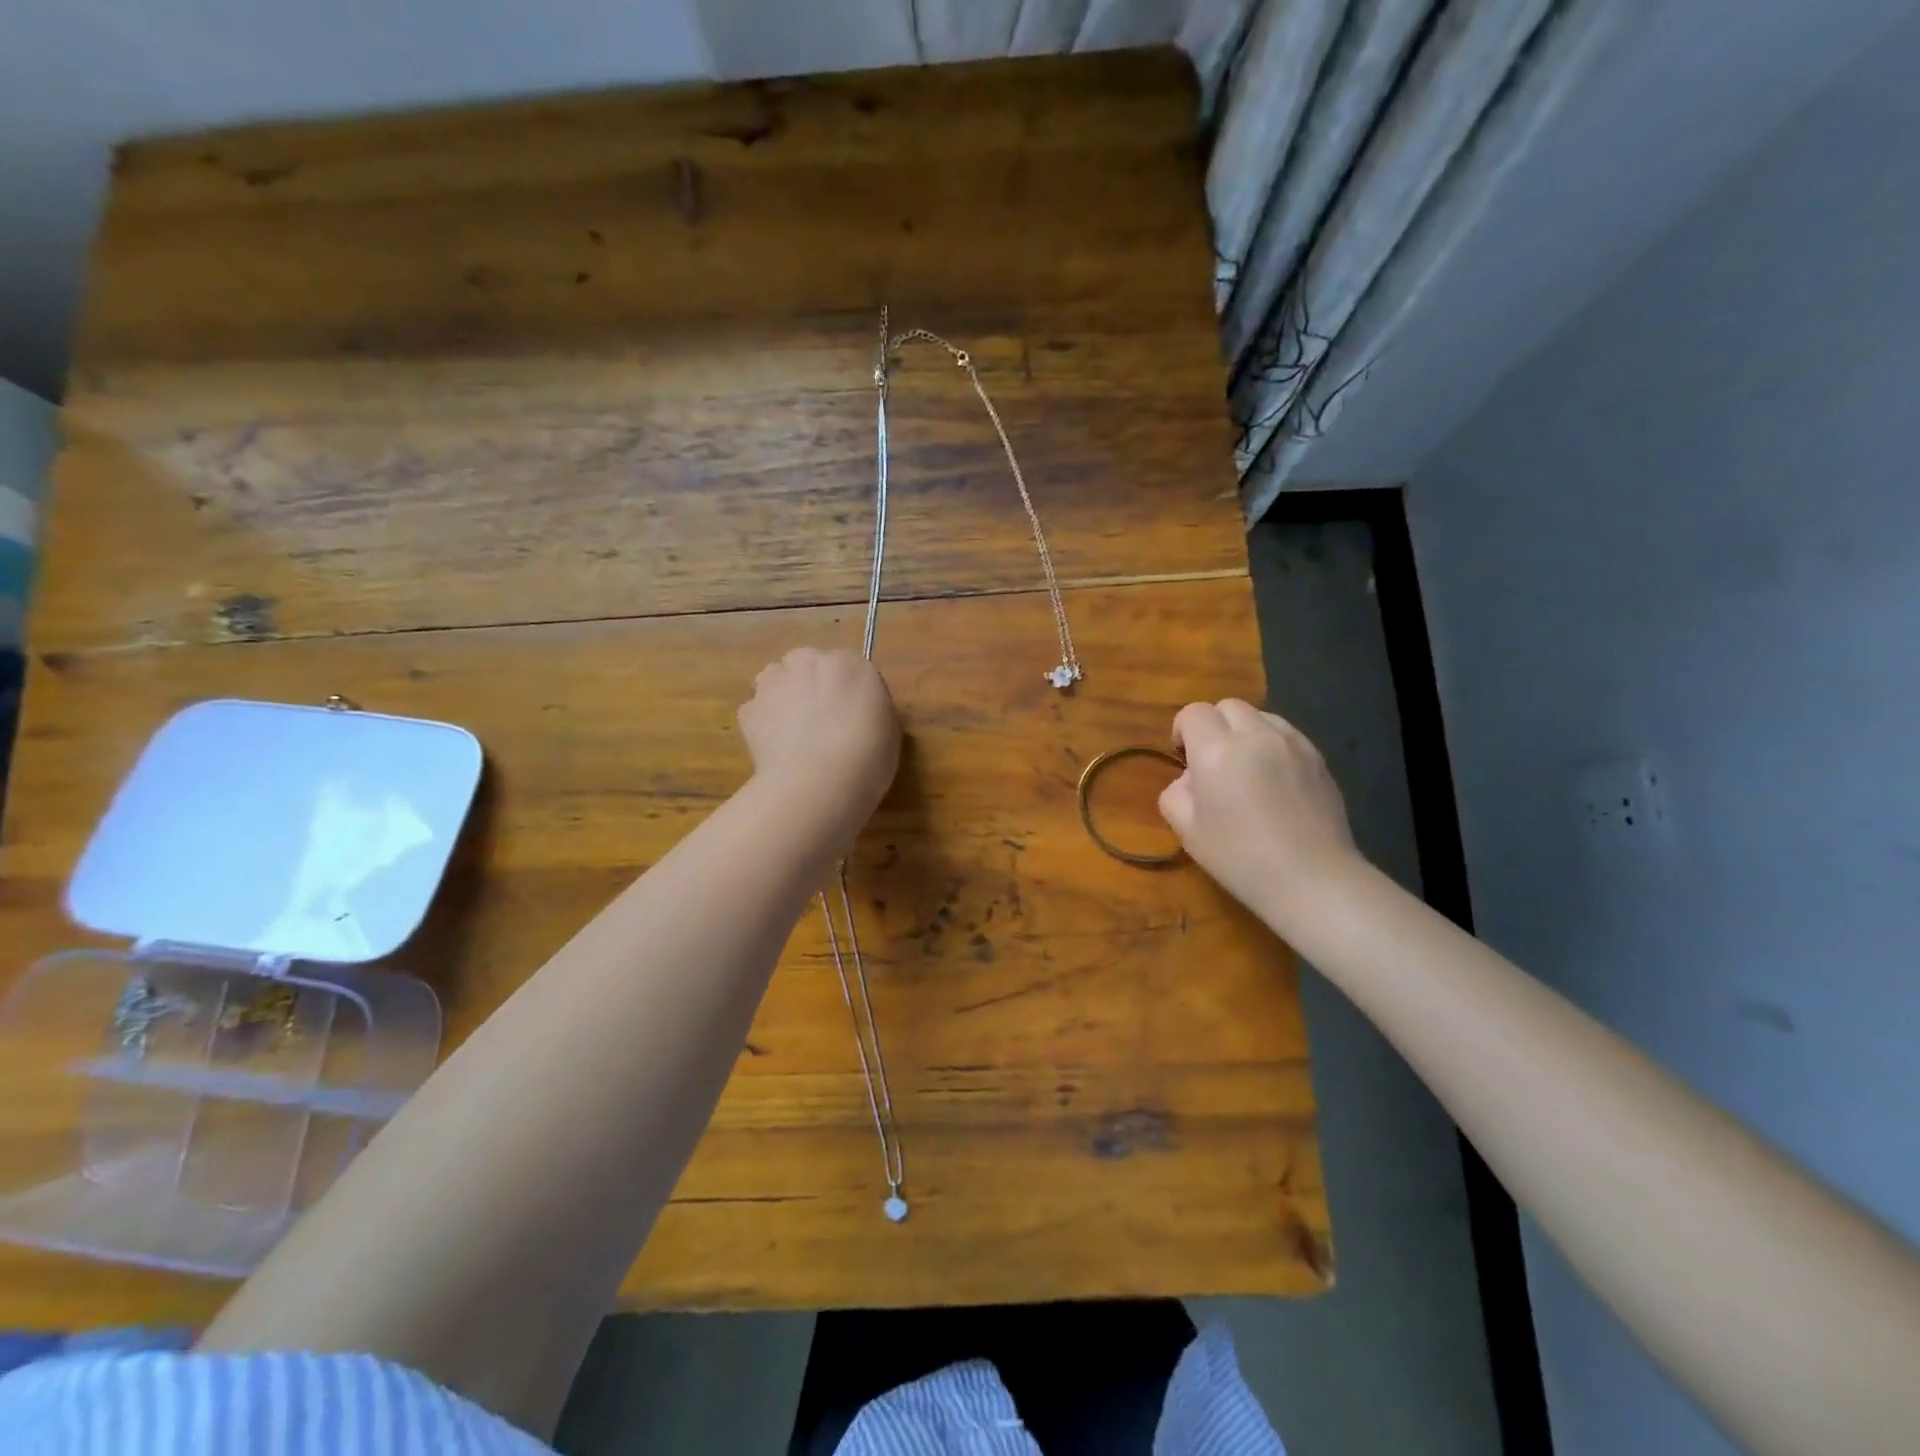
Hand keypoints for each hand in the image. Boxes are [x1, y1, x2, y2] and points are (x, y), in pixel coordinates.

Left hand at [738, 648, 900, 821]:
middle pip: (806, 662)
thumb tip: (860, 712)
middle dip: (809, 682)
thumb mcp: (890, 732)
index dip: (846, 688)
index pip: (848, 666)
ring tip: (793, 731)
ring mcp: (774, 683)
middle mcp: (810, 663)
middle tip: (819, 717)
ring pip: (775, 679)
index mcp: (852, 665)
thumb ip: (872, 710)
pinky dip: (763, 724)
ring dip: (782, 695)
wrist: (818, 785)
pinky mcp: (748, 709)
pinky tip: (775, 749)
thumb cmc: (867, 760)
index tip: (850, 713)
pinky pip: (757, 710)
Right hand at [1158, 699, 1364, 934]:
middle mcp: (1255, 735)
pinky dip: (1272, 744)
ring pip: (1260, 716)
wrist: (1312, 880)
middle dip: (1214, 726)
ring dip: (1245, 732)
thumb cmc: (1240, 859)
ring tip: (1246, 768)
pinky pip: (1286, 734)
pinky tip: (1274, 780)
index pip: (1193, 713)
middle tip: (1213, 762)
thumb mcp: (1188, 831)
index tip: (1184, 759)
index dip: (1182, 731)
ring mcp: (1292, 743)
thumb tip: (1190, 779)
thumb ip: (1175, 794)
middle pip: (1227, 706)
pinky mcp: (1318, 757)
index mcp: (1216, 751)